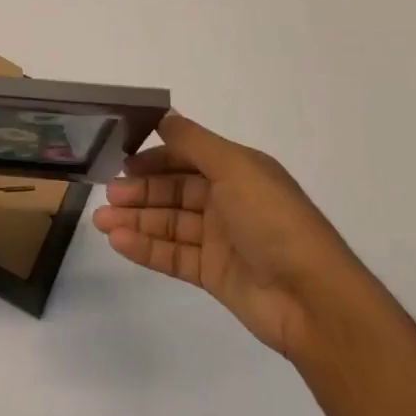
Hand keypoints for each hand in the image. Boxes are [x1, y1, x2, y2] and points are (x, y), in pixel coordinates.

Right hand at [91, 113, 367, 358]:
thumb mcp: (236, 168)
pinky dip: (145, 248)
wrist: (313, 299)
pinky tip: (119, 242)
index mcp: (238, 171)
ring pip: (168, 223)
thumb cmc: (274, 221)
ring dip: (135, 220)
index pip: (187, 156)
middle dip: (140, 191)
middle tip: (108, 195)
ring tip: (101, 223)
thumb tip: (163, 116)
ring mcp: (220, 239)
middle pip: (174, 191)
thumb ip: (194, 142)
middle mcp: (228, 201)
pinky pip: (172, 255)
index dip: (156, 157)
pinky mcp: (213, 274)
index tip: (123, 161)